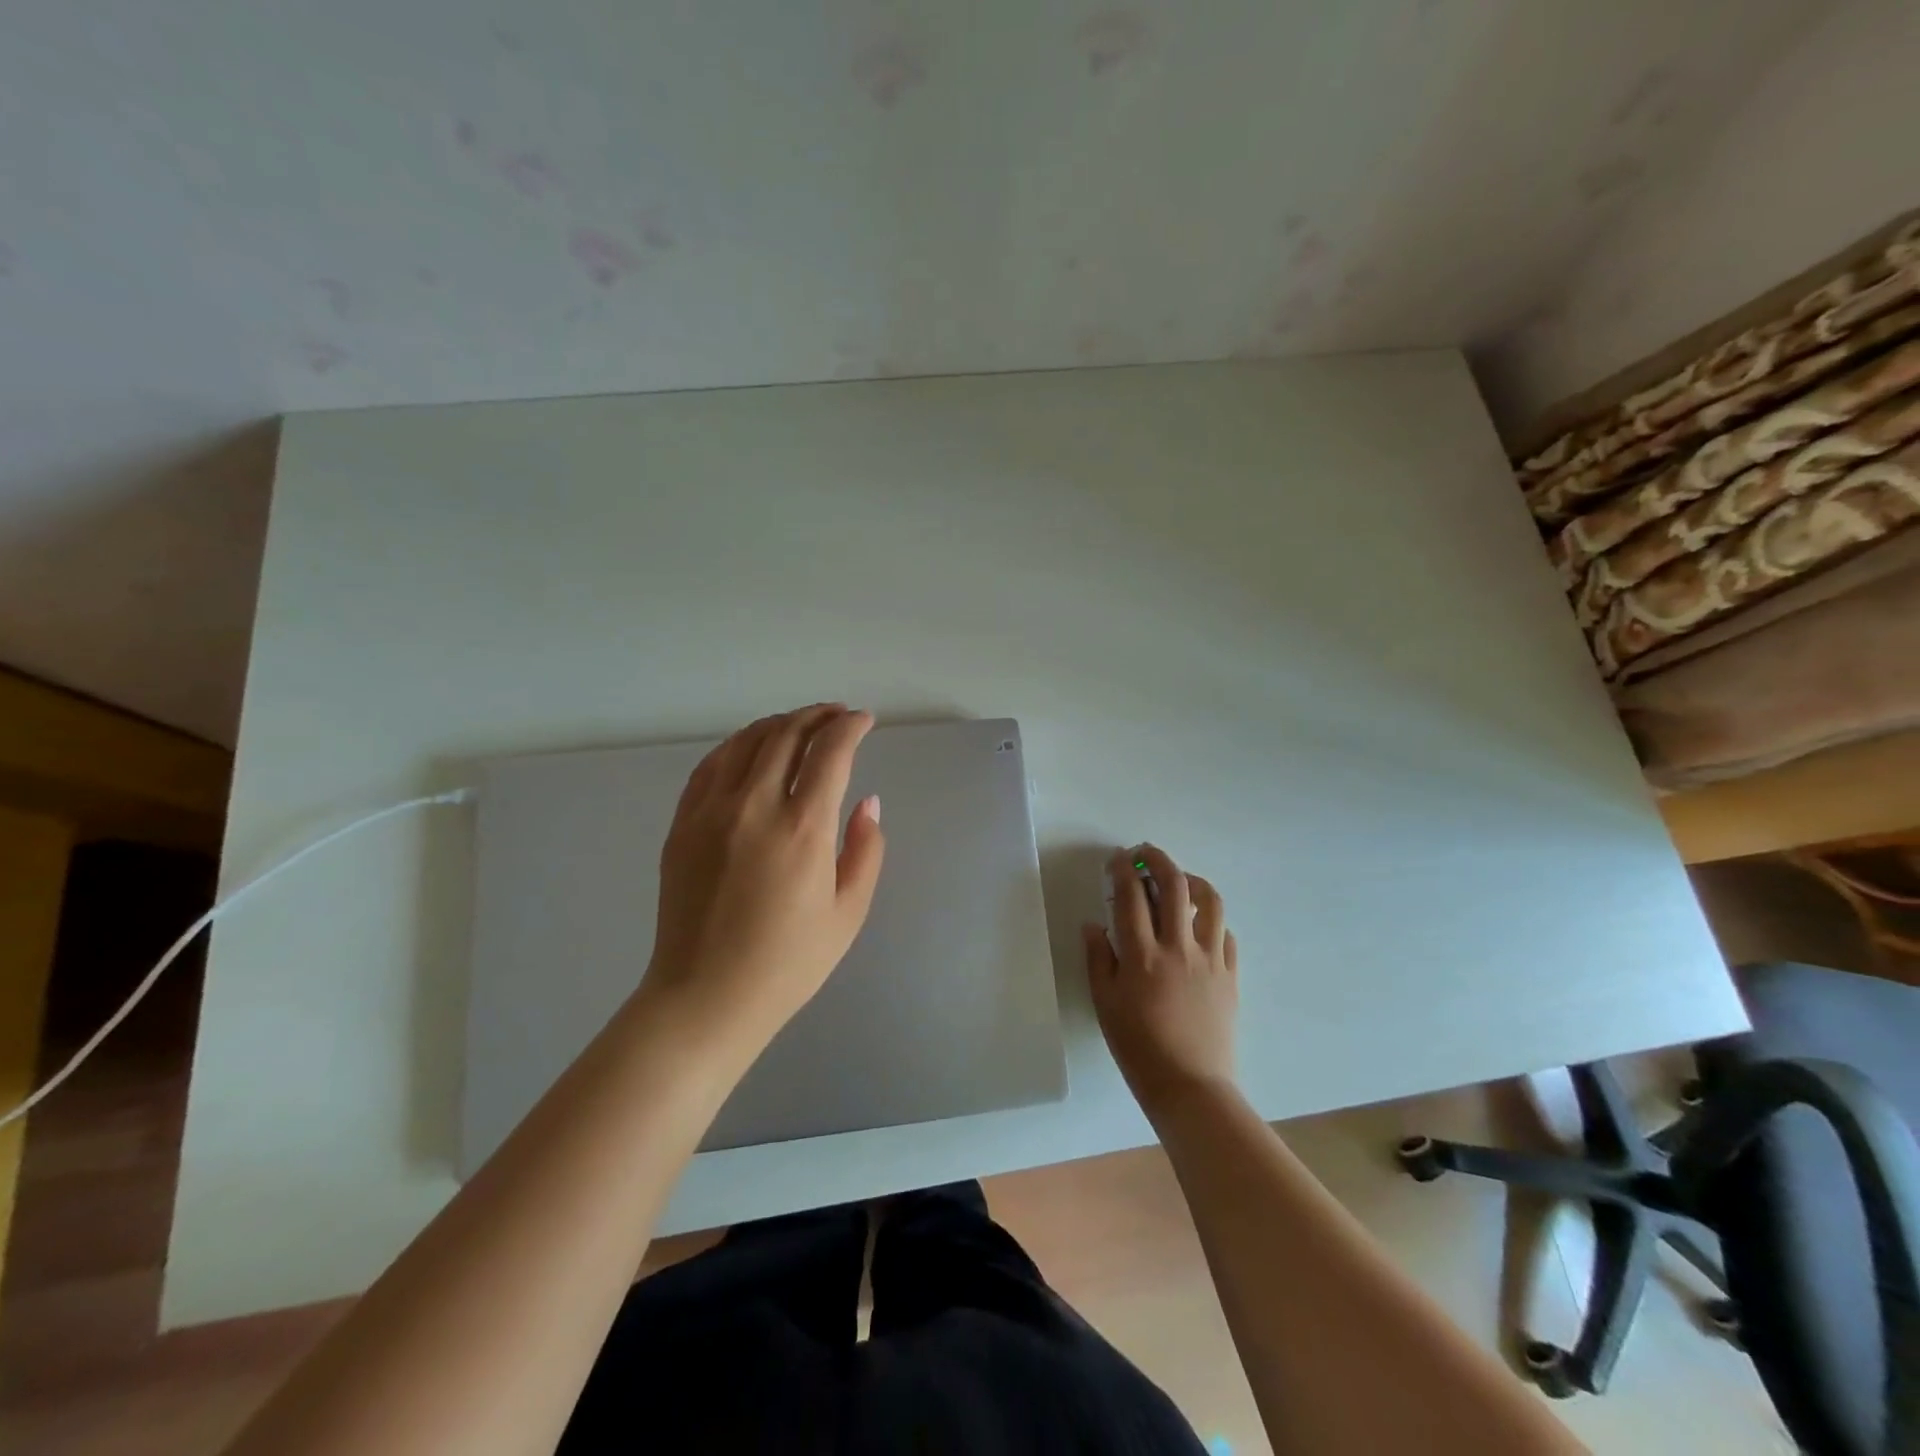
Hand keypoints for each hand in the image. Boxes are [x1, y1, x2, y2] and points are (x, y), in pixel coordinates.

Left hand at [641, 704, 885, 1050]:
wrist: (705, 997)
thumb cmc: (788, 963)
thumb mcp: (848, 913)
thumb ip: (865, 850)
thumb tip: (867, 803)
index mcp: (803, 829)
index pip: (830, 751)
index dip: (851, 727)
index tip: (864, 721)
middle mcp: (755, 806)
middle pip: (787, 734)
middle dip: (817, 715)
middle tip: (836, 715)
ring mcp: (711, 811)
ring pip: (746, 741)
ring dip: (779, 723)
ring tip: (799, 725)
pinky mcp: (683, 824)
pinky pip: (711, 765)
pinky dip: (738, 745)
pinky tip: (751, 749)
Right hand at [1084, 844, 1237, 1118]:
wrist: (1190, 1086)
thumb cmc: (1138, 1047)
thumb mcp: (1104, 1003)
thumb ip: (1098, 958)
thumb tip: (1094, 924)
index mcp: (1143, 955)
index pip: (1131, 896)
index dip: (1122, 869)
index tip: (1117, 858)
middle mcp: (1179, 947)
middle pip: (1174, 885)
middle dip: (1158, 859)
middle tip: (1145, 853)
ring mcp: (1210, 959)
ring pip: (1210, 901)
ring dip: (1192, 880)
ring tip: (1179, 881)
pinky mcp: (1231, 975)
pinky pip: (1226, 934)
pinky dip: (1211, 919)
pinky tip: (1199, 925)